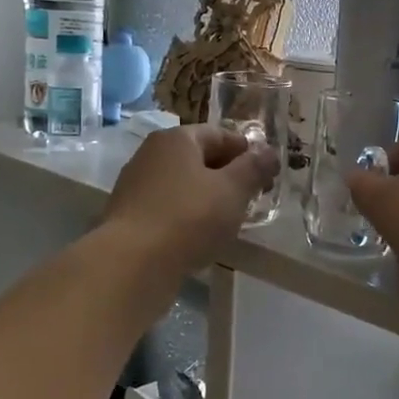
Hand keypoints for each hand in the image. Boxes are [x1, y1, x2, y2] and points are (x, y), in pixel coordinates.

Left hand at [102, 124, 277, 274]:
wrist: (132, 263)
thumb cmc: (189, 217)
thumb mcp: (233, 190)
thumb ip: (254, 168)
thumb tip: (269, 152)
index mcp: (177, 139)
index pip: (221, 134)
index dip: (248, 152)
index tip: (267, 175)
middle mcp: (151, 154)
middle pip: (199, 158)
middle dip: (228, 175)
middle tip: (251, 198)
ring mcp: (136, 185)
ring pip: (183, 184)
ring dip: (207, 197)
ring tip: (228, 220)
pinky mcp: (129, 215)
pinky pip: (167, 207)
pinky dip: (187, 216)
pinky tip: (199, 237)